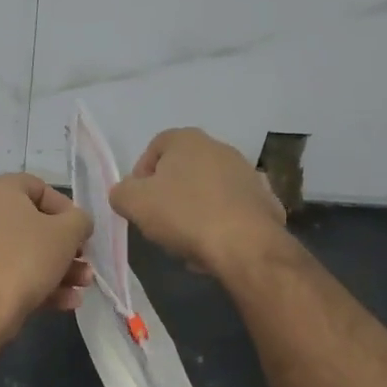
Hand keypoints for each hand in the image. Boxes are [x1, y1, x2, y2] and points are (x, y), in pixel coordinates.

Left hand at [0, 174, 93, 337]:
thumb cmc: (26, 258)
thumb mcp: (68, 233)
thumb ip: (80, 220)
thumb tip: (78, 222)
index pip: (38, 188)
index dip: (66, 209)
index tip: (81, 232)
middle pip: (31, 225)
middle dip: (64, 247)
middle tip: (84, 263)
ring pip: (21, 252)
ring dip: (56, 268)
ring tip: (81, 287)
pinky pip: (5, 271)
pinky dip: (34, 282)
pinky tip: (64, 302)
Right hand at [110, 128, 285, 275]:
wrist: (246, 246)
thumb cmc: (184, 215)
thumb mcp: (133, 203)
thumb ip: (121, 192)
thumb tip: (125, 194)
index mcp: (188, 140)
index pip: (154, 148)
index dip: (141, 175)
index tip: (138, 202)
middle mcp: (220, 148)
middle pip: (183, 170)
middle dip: (169, 195)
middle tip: (159, 222)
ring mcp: (248, 174)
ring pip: (208, 191)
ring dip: (194, 211)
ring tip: (186, 240)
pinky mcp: (266, 201)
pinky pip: (232, 210)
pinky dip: (220, 224)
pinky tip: (213, 246)